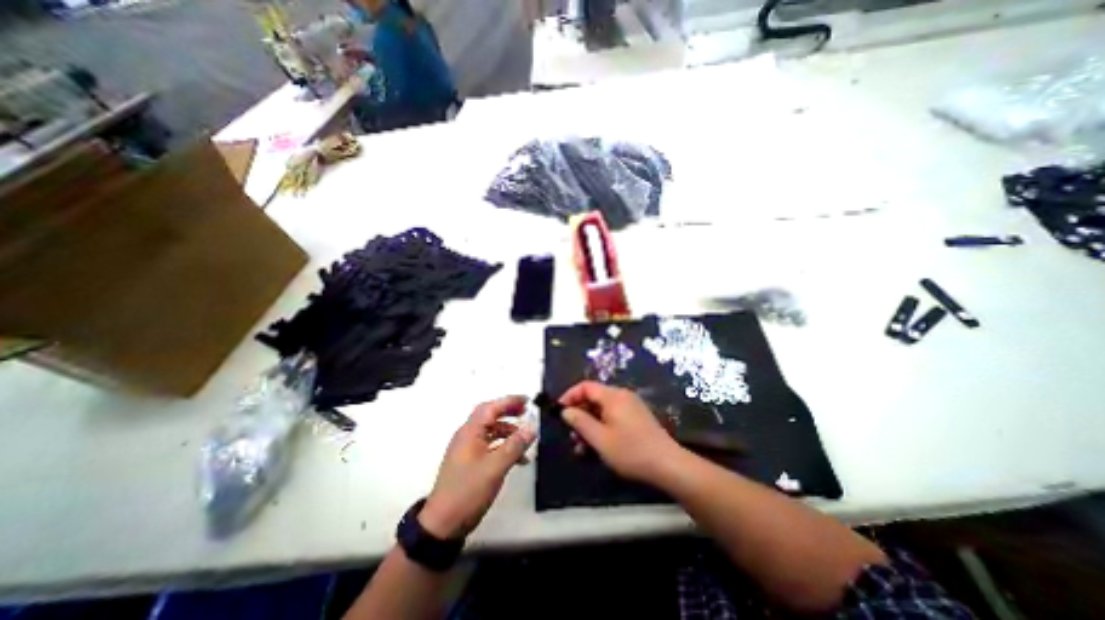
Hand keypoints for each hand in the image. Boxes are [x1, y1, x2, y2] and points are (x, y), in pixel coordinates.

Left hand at [419, 400, 534, 538]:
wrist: (443, 524)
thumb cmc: (468, 491)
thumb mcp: (496, 467)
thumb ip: (515, 445)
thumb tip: (532, 427)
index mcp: (470, 432)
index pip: (491, 407)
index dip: (509, 401)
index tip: (527, 400)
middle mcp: (467, 436)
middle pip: (489, 416)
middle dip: (508, 412)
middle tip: (526, 411)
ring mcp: (467, 449)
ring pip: (490, 431)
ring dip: (508, 431)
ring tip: (525, 437)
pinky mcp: (469, 462)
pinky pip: (489, 445)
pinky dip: (503, 446)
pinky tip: (517, 458)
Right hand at [562, 382, 683, 484]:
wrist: (668, 465)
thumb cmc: (631, 451)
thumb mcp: (600, 439)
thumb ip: (580, 422)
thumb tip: (565, 411)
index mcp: (613, 396)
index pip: (585, 386)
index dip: (569, 396)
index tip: (559, 412)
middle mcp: (622, 396)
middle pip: (593, 398)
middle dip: (579, 415)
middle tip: (571, 436)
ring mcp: (631, 406)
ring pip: (602, 410)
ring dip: (589, 425)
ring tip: (582, 447)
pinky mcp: (636, 418)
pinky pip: (612, 416)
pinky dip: (601, 427)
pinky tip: (598, 446)